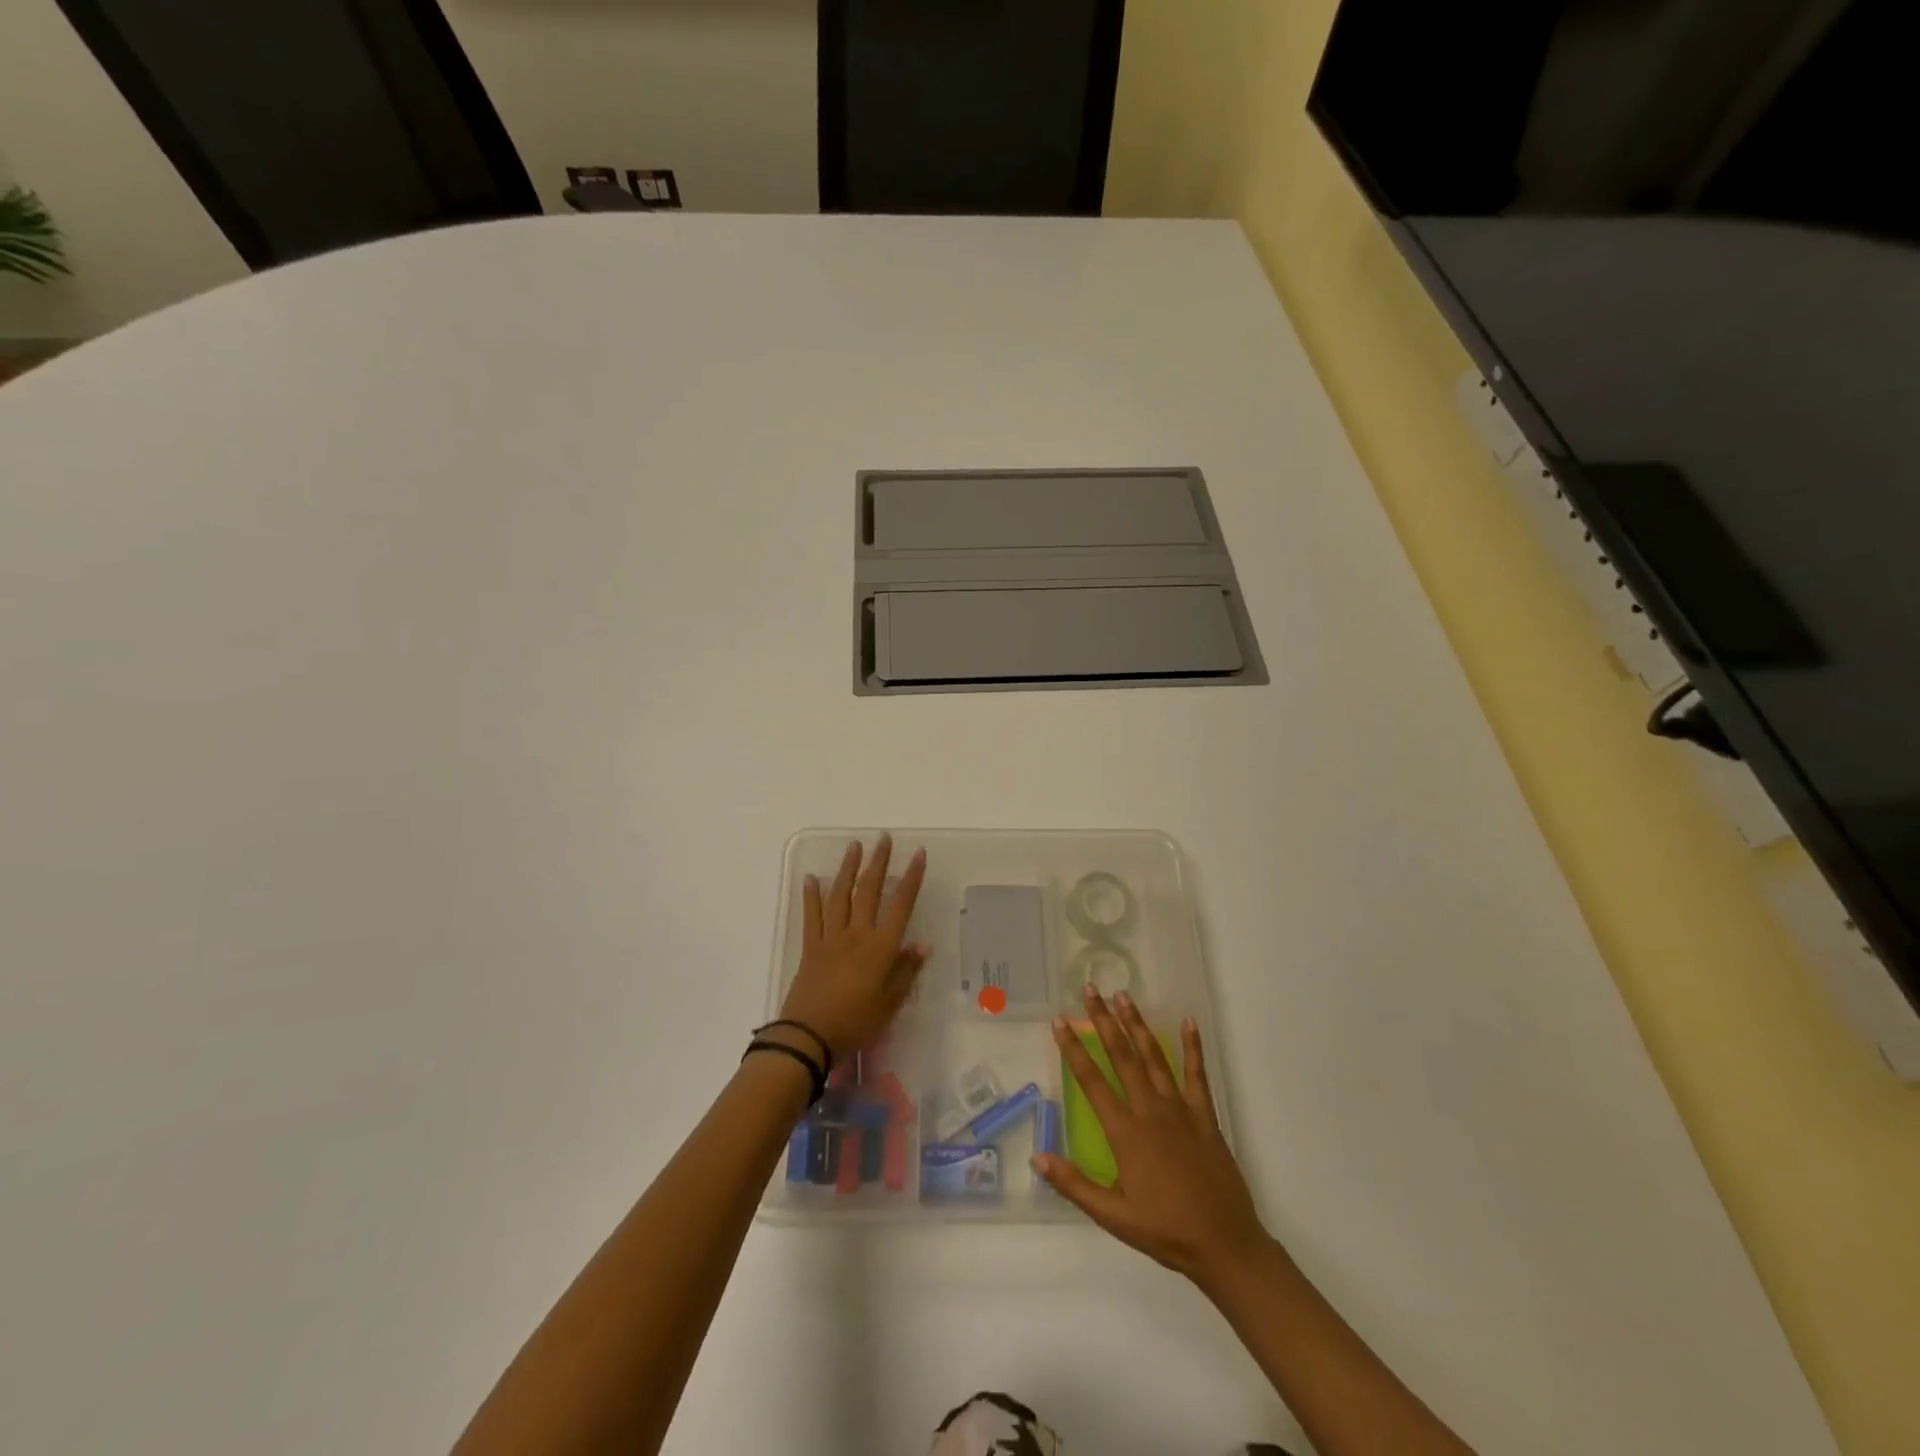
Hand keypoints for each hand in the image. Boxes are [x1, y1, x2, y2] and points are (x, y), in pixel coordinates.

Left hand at [778, 835, 929, 1060]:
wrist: (809, 1036)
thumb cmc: (856, 1022)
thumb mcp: (890, 1003)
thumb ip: (906, 971)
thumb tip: (923, 944)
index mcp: (880, 947)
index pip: (900, 904)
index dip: (911, 878)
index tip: (918, 854)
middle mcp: (857, 934)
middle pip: (869, 890)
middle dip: (878, 862)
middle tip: (883, 838)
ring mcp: (831, 937)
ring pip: (841, 895)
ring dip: (848, 868)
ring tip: (854, 846)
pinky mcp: (810, 946)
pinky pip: (812, 915)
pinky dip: (811, 895)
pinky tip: (811, 878)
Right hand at [1035, 985, 1270, 1290]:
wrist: (1224, 1244)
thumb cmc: (1165, 1230)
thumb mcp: (1113, 1215)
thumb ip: (1073, 1184)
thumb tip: (1037, 1157)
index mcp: (1125, 1132)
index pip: (1092, 1081)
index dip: (1073, 1049)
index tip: (1060, 1021)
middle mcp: (1150, 1110)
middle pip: (1122, 1055)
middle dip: (1103, 1020)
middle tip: (1091, 989)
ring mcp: (1180, 1109)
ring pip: (1153, 1056)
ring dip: (1137, 1024)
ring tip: (1124, 996)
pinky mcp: (1204, 1115)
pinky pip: (1196, 1074)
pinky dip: (1193, 1047)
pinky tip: (1189, 1022)